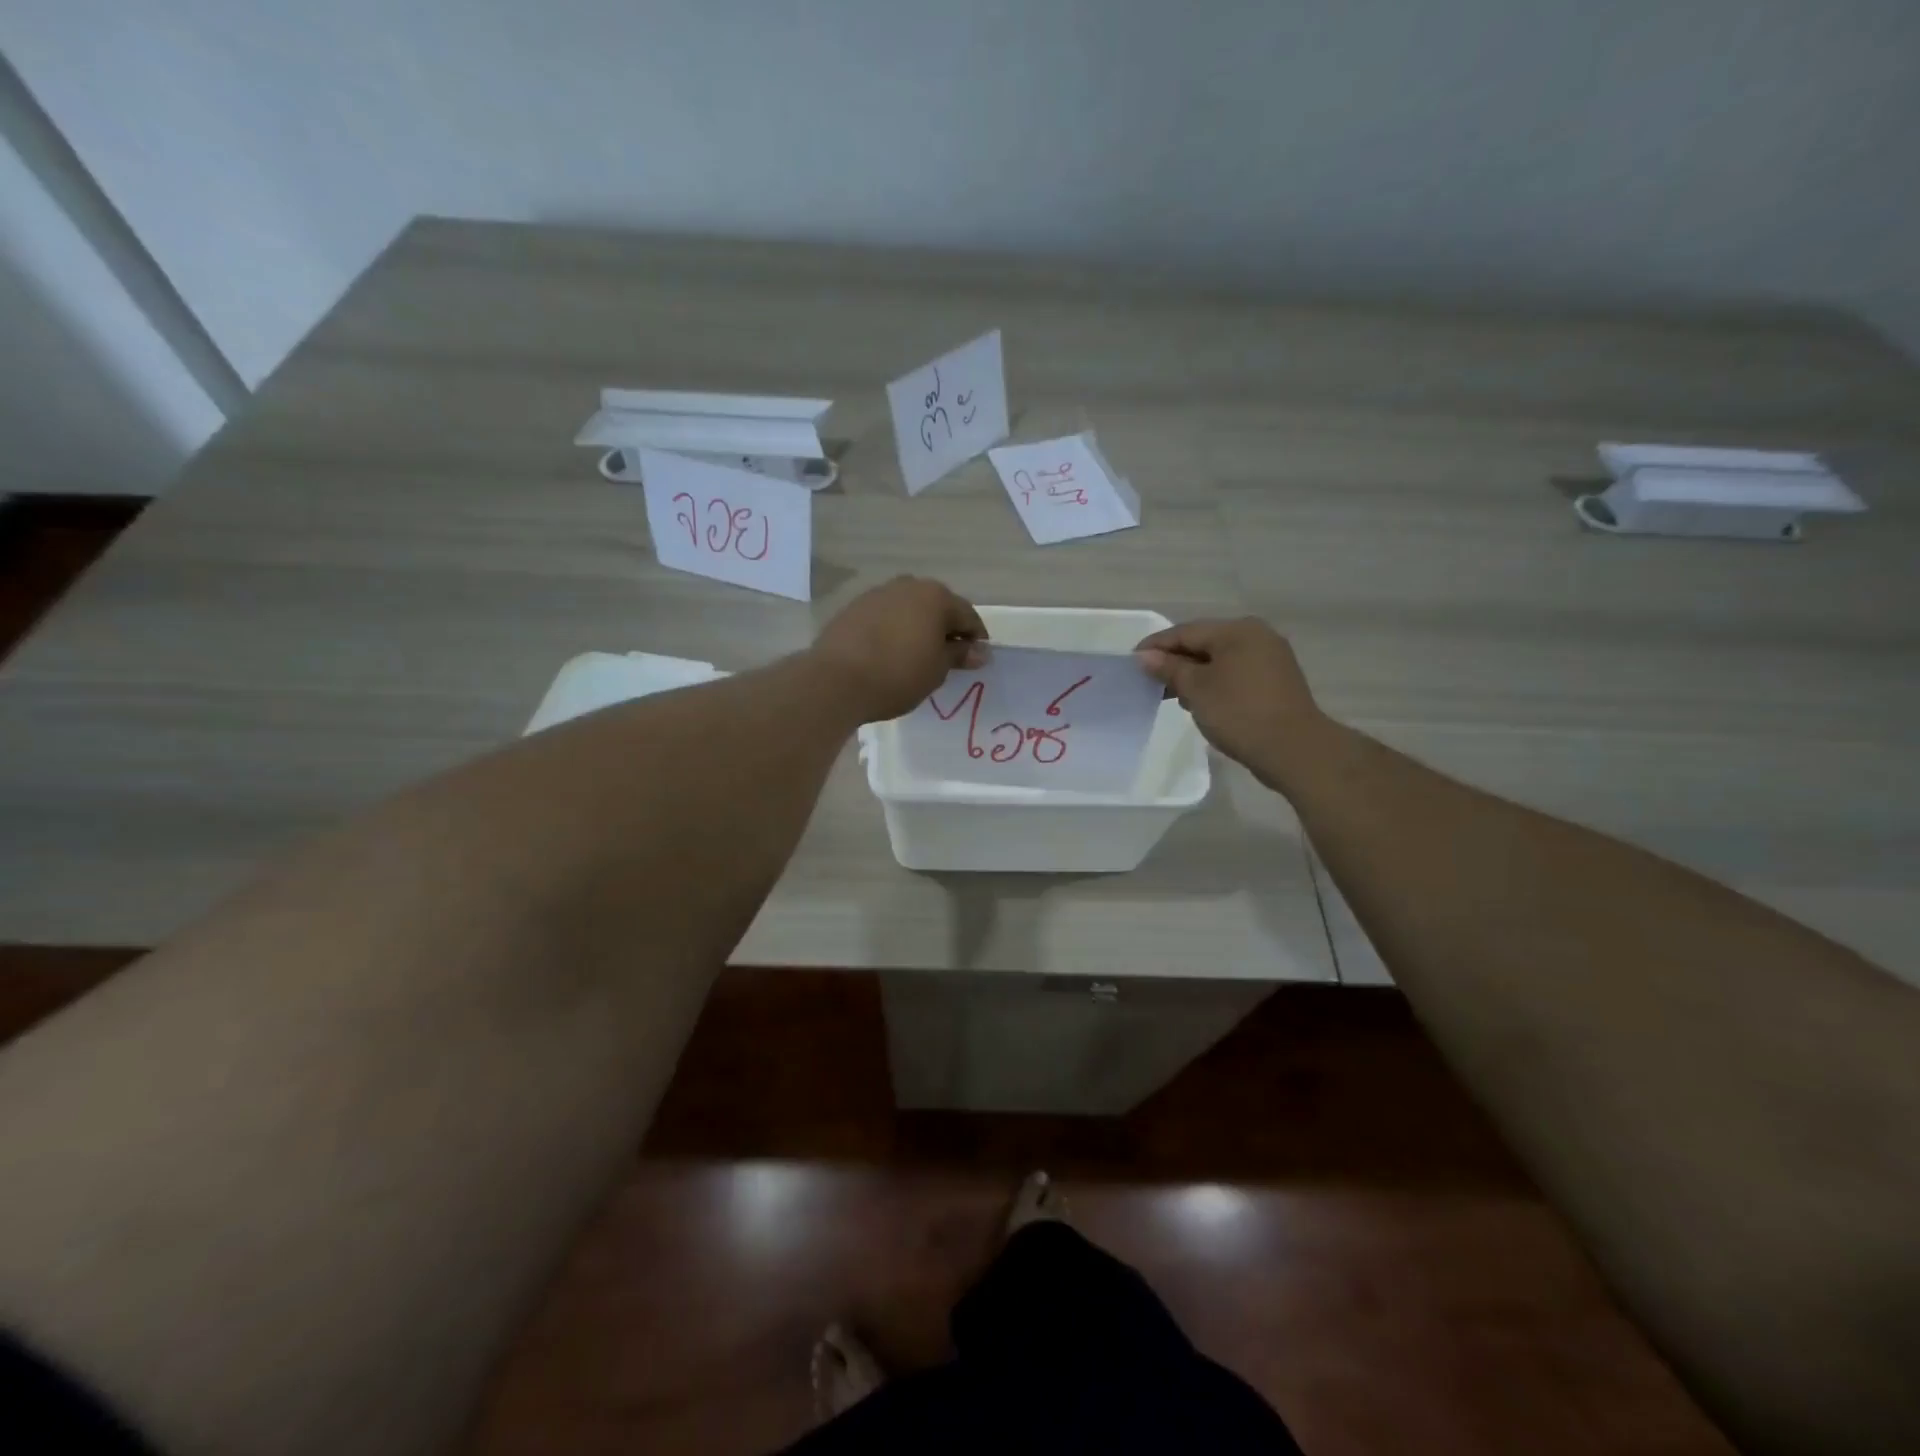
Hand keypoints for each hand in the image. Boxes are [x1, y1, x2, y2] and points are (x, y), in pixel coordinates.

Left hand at [811, 576, 987, 722]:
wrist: (836, 680)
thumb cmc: (898, 675)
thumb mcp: (937, 670)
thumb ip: (959, 655)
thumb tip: (980, 651)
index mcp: (936, 597)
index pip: (967, 615)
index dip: (976, 638)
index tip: (976, 658)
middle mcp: (908, 585)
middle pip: (937, 606)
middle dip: (945, 628)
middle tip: (947, 656)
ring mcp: (878, 593)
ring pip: (909, 608)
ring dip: (918, 626)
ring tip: (917, 654)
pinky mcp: (854, 607)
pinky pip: (885, 616)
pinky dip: (894, 629)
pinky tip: (890, 651)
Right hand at [1134, 618, 1326, 787]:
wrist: (1293, 749)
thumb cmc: (1239, 713)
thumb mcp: (1196, 689)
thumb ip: (1169, 668)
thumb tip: (1144, 656)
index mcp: (1237, 630)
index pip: (1185, 632)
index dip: (1155, 646)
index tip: (1131, 661)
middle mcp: (1256, 636)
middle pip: (1204, 642)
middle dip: (1175, 661)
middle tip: (1149, 681)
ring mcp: (1270, 658)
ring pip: (1220, 659)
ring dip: (1194, 674)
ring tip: (1172, 696)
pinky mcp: (1276, 680)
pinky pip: (1235, 673)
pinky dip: (1214, 682)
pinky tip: (1201, 701)